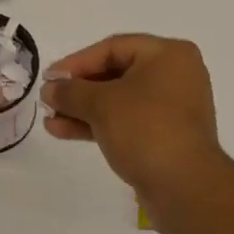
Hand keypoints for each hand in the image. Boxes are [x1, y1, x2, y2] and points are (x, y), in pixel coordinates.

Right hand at [40, 34, 232, 232]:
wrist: (184, 186)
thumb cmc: (146, 129)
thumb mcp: (102, 104)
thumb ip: (71, 92)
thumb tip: (50, 89)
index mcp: (168, 55)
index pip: (113, 48)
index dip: (77, 62)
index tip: (49, 78)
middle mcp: (174, 75)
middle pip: (116, 73)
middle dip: (78, 89)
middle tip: (49, 100)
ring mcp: (172, 108)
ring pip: (118, 101)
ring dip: (83, 110)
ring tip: (51, 121)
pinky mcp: (165, 136)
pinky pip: (127, 122)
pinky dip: (98, 125)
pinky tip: (65, 132)